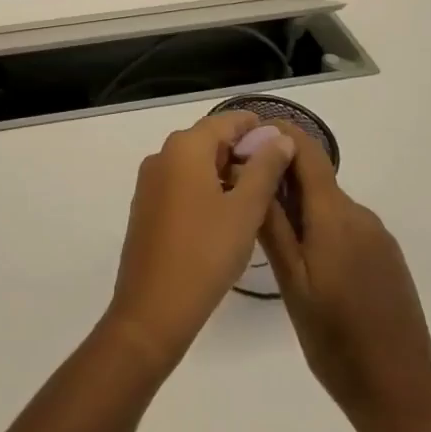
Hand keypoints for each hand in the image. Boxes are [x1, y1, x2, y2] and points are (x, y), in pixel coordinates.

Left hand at [105, 110, 297, 370]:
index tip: (284, 146)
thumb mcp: (245, 210)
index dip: (257, 128)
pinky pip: (181, 184)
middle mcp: (162, 155)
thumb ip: (265, 169)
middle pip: (209, 140)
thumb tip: (280, 138)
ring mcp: (150, 181)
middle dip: (242, 152)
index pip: (226, 121)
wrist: (152, 310)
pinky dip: (206, 189)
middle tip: (276, 177)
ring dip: (225, 173)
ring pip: (195, 163)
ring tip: (258, 199)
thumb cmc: (205, 254)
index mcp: (185, 147)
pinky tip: (226, 216)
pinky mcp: (146, 206)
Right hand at [258, 130, 430, 431]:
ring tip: (271, 237)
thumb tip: (254, 169)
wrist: (401, 397)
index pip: (306, 150)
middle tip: (245, 198)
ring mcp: (379, 236)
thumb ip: (273, 224)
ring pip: (329, 204)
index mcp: (335, 215)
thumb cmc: (335, 342)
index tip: (245, 139)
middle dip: (281, 177)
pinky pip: (347, 226)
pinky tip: (310, 264)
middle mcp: (360, 214)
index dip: (278, 133)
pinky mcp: (388, 257)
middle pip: (315, 176)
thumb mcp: (291, 284)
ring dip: (301, 207)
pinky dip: (323, 229)